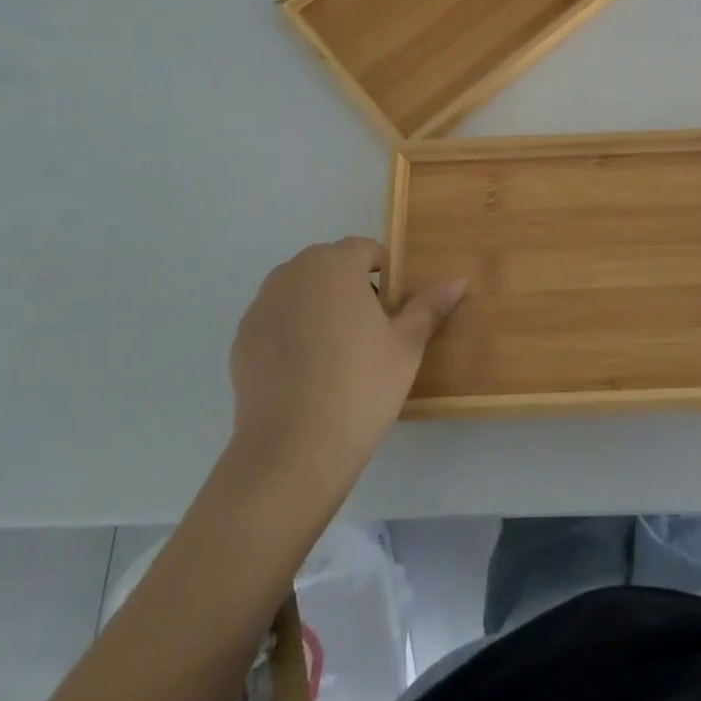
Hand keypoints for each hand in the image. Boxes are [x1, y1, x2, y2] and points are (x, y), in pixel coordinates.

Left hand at [227, 238, 465, 484]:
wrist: (292, 451)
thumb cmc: (361, 387)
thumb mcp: (406, 346)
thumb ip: (429, 307)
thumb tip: (458, 281)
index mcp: (335, 265)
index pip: (364, 249)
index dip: (383, 273)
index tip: (393, 308)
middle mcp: (293, 273)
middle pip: (329, 265)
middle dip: (350, 285)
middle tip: (370, 329)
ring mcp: (262, 305)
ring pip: (300, 290)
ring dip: (319, 304)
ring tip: (337, 350)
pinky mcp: (242, 338)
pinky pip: (277, 318)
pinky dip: (293, 330)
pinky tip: (307, 370)